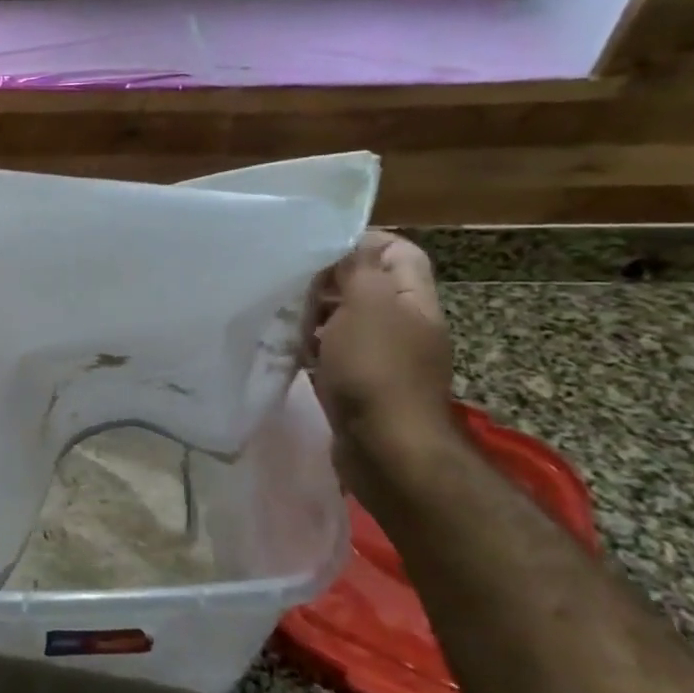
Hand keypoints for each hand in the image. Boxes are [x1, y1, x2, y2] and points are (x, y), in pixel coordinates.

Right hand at [307, 231, 455, 476]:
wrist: (387, 451)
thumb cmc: (376, 370)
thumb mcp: (367, 304)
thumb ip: (357, 269)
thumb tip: (346, 245)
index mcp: (413, 301)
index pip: (398, 252)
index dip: (362, 242)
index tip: (317, 247)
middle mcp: (403, 326)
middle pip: (366, 287)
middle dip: (327, 280)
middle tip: (290, 281)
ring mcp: (381, 359)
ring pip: (344, 322)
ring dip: (314, 315)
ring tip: (280, 312)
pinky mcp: (359, 387)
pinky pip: (332, 354)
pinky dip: (310, 348)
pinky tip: (284, 348)